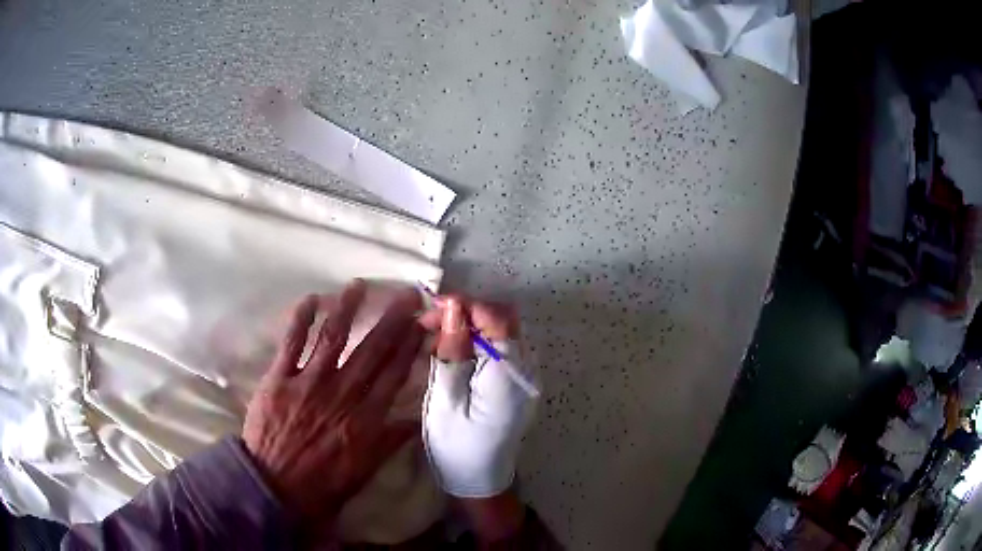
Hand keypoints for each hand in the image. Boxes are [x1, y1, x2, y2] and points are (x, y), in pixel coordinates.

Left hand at [242, 280, 423, 526]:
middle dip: (391, 320)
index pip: (393, 374)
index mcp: (364, 419)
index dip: (409, 346)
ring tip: (360, 285)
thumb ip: (389, 442)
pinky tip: (311, 299)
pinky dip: (301, 320)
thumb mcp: (364, 471)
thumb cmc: (322, 484)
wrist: (273, 486)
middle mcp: (341, 394)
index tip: (421, 323)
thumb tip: (416, 421)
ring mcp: (309, 383)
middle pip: (371, 351)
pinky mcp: (279, 379)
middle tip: (405, 294)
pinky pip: (292, 343)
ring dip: (347, 309)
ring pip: (333, 338)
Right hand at [419, 297, 536, 497]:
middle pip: (505, 319)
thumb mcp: (444, 402)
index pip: (496, 319)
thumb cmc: (456, 447)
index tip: (432, 307)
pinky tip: (455, 351)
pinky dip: (478, 340)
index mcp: (509, 376)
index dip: (465, 305)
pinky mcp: (519, 381)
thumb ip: (453, 353)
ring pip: (504, 330)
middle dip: (467, 312)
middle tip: (431, 322)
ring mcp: (527, 376)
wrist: (480, 481)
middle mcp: (526, 370)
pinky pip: (503, 346)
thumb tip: (454, 308)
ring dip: (471, 324)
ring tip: (437, 335)